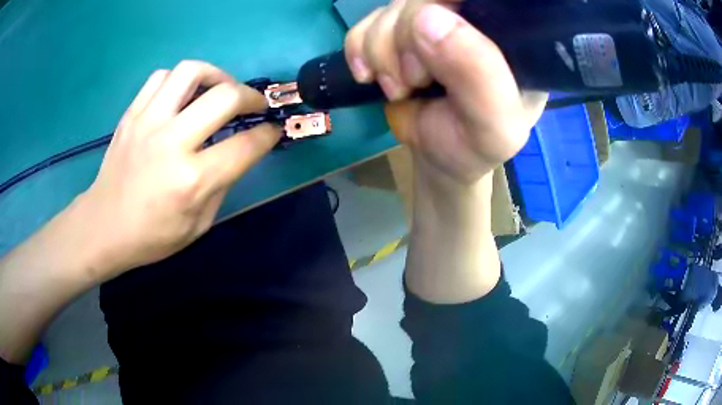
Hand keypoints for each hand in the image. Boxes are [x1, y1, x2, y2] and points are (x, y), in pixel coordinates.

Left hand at [78, 61, 279, 279]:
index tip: (273, 129)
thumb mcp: (198, 225)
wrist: (104, 226)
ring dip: (216, 76)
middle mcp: (171, 143)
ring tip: (219, 89)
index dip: (267, 134)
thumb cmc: (152, 236)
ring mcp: (148, 123)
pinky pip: (161, 77)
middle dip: (251, 96)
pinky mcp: (131, 114)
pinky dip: (180, 80)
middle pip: (225, 97)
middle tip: (254, 104)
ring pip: (191, 72)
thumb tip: (240, 152)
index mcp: (192, 180)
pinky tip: (183, 96)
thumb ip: (222, 184)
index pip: (245, 146)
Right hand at [345, 0, 546, 183]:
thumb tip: (428, 17)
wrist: (441, 158)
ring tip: (400, 87)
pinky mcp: (397, 32)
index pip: (479, 0)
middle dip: (405, 37)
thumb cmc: (476, 145)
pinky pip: (365, 23)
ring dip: (382, 49)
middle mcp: (471, 18)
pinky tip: (370, 75)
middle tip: (416, 79)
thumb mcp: (493, 124)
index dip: (449, 4)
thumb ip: (477, 74)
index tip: (433, 34)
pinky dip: (359, 49)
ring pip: (392, 7)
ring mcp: (431, 21)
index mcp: (509, 34)